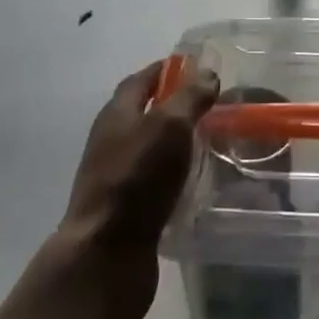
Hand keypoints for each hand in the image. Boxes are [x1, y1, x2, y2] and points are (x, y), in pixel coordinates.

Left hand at [56, 61, 219, 318]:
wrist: (106, 252)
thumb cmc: (137, 177)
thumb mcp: (169, 126)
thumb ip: (189, 97)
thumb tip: (206, 73)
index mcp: (117, 114)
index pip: (140, 80)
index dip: (166, 70)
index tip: (196, 66)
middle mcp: (112, 140)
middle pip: (143, 113)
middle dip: (174, 105)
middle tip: (212, 105)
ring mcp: (116, 176)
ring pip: (150, 148)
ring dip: (176, 141)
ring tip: (211, 141)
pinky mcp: (126, 208)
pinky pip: (154, 179)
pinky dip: (174, 173)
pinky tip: (196, 181)